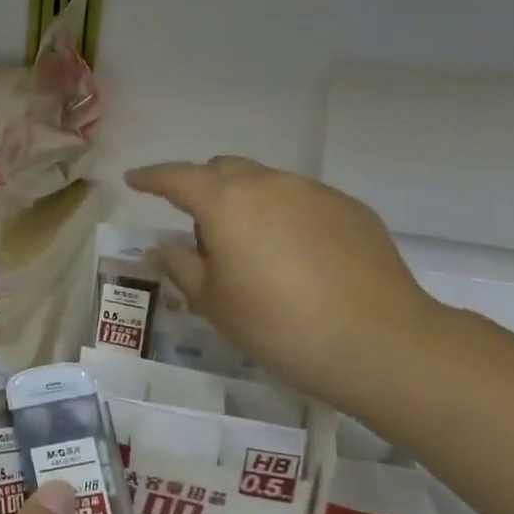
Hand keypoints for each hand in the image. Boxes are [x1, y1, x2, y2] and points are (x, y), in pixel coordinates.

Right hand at [124, 157, 442, 416]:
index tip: (133, 180)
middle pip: (223, 170)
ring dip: (245, 203)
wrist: (380, 343)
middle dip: (202, 188)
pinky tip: (296, 258)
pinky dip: (284, 216)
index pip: (176, 177)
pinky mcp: (351, 209)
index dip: (151, 177)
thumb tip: (163, 248)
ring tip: (251, 250)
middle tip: (198, 229)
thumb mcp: (214, 303)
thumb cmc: (278, 325)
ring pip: (266, 183)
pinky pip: (302, 201)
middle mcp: (270, 184)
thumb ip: (181, 266)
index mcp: (226, 203)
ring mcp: (315, 192)